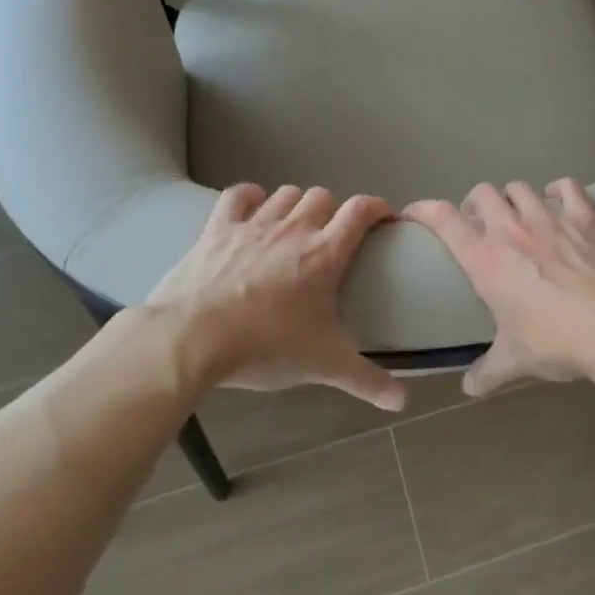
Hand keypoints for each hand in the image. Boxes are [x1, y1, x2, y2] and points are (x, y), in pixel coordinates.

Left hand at [143, 184, 404, 410]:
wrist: (191, 339)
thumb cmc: (265, 347)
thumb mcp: (323, 366)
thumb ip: (367, 381)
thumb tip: (403, 401)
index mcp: (325, 253)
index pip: (361, 210)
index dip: (377, 207)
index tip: (383, 219)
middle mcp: (293, 228)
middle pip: (322, 196)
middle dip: (332, 210)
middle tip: (331, 237)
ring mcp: (253, 224)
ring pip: (285, 194)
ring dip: (295, 204)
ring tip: (294, 226)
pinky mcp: (218, 228)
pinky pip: (239, 195)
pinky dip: (250, 197)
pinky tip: (254, 209)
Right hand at [404, 179, 594, 396]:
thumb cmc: (559, 342)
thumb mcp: (517, 361)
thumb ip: (488, 372)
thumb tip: (469, 389)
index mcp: (486, 260)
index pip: (444, 219)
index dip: (424, 209)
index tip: (415, 212)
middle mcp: (512, 230)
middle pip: (481, 193)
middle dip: (475, 205)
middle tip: (480, 225)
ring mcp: (550, 217)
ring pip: (519, 187)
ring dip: (512, 198)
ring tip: (519, 216)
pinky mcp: (586, 215)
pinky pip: (565, 185)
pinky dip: (557, 191)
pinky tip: (559, 205)